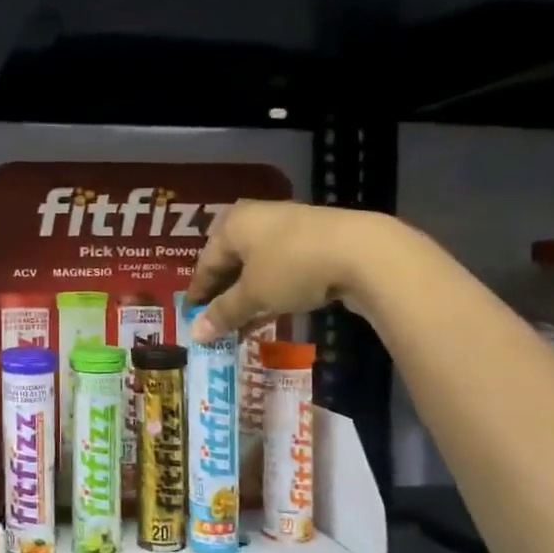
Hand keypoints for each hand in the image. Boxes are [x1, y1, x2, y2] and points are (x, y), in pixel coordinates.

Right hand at [185, 201, 398, 341]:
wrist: (363, 252)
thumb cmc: (292, 268)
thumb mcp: (253, 295)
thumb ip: (224, 313)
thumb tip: (195, 334)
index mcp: (233, 223)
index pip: (206, 262)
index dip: (198, 292)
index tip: (190, 317)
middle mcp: (257, 218)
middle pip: (231, 260)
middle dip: (223, 292)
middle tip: (215, 319)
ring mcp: (288, 226)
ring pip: (258, 264)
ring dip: (248, 293)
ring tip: (242, 321)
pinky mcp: (316, 239)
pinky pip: (282, 266)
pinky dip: (272, 288)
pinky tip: (272, 309)